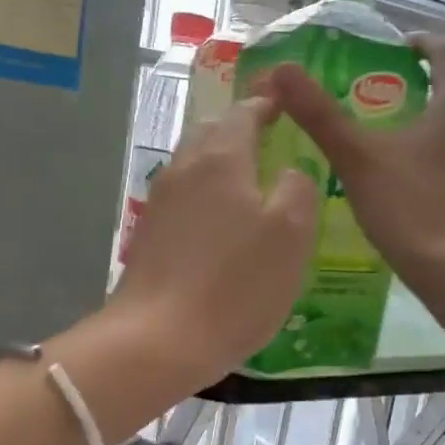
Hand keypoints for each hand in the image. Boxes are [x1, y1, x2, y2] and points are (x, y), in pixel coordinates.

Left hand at [111, 96, 319, 386]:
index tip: (283, 103)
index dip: (266, 104)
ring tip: (247, 184)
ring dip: (218, 165)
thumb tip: (289, 171)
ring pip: (192, 167)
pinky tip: (219, 226)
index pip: (244, 113)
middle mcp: (183, 170)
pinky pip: (182, 202)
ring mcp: (159, 205)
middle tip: (267, 141)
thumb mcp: (291, 235)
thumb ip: (297, 189)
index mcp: (220, 158)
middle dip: (238, 130)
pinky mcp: (147, 238)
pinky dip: (203, 199)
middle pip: (210, 134)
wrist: (157, 340)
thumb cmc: (235, 285)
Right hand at [265, 35, 444, 281]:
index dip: (423, 43)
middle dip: (415, 92)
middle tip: (375, 102)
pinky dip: (429, 170)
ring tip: (383, 149)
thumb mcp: (357, 158)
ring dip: (422, 133)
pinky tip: (402, 193)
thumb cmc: (410, 206)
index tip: (398, 48)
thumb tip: (282, 70)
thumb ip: (320, 115)